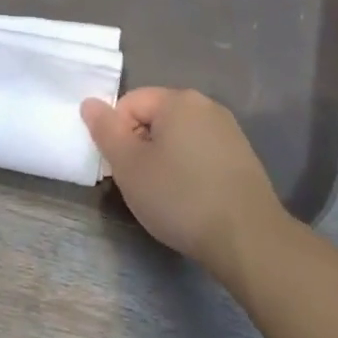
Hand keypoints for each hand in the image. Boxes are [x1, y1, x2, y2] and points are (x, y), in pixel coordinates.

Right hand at [81, 88, 283, 278]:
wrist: (247, 237)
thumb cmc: (180, 197)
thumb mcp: (129, 166)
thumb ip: (105, 131)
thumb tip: (90, 103)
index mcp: (178, 100)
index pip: (130, 103)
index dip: (118, 135)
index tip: (122, 169)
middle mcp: (206, 105)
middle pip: (155, 118)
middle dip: (140, 147)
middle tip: (140, 184)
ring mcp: (228, 130)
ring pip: (178, 137)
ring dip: (163, 159)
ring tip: (165, 195)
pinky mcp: (242, 156)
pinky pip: (200, 152)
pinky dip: (188, 169)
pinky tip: (191, 199)